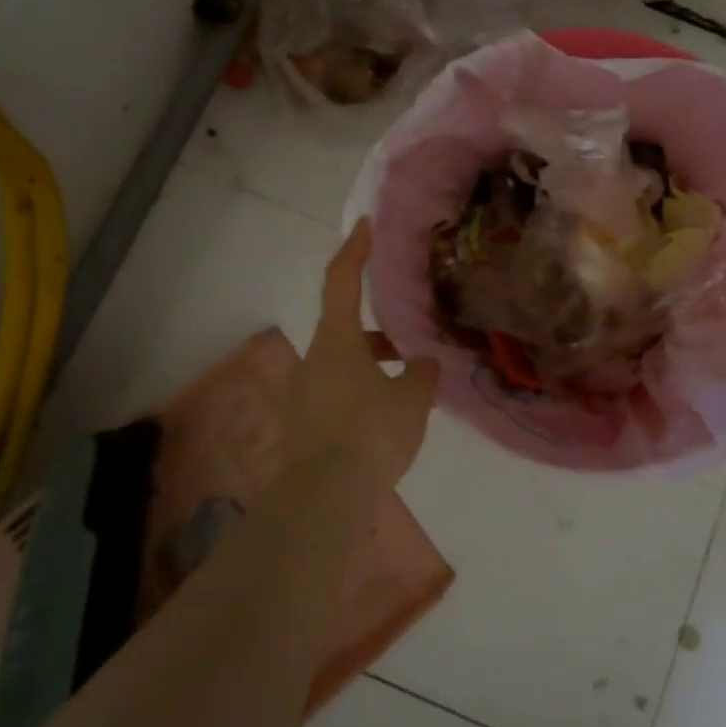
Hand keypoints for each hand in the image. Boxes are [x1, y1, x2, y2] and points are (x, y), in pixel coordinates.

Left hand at [278, 220, 440, 491]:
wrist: (323, 500)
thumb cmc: (370, 433)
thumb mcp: (411, 399)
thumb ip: (421, 374)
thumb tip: (423, 363)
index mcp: (336, 340)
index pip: (341, 280)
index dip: (355, 250)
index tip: (365, 226)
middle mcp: (313, 358)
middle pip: (344, 326)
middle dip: (377, 328)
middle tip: (408, 337)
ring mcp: (303, 393)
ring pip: (342, 362)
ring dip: (371, 362)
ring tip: (408, 381)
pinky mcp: (302, 423)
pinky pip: (336, 392)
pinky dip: (360, 390)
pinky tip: (386, 415)